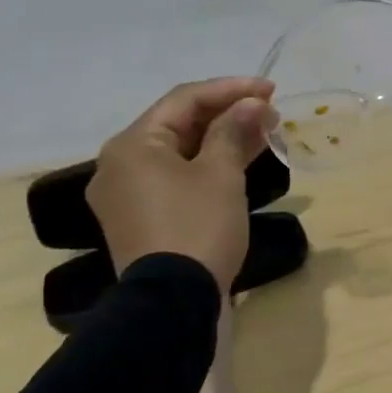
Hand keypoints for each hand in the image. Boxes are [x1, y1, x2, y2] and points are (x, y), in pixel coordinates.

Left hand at [85, 78, 276, 291]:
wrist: (173, 303)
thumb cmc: (197, 227)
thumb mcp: (221, 174)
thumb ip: (234, 131)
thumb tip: (251, 104)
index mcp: (133, 145)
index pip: (185, 100)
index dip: (231, 89)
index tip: (270, 90)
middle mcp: (121, 164)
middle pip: (179, 124)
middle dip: (228, 114)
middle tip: (270, 113)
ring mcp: (129, 194)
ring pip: (181, 152)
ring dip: (222, 139)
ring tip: (265, 132)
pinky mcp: (142, 218)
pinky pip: (177, 177)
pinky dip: (209, 165)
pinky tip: (242, 160)